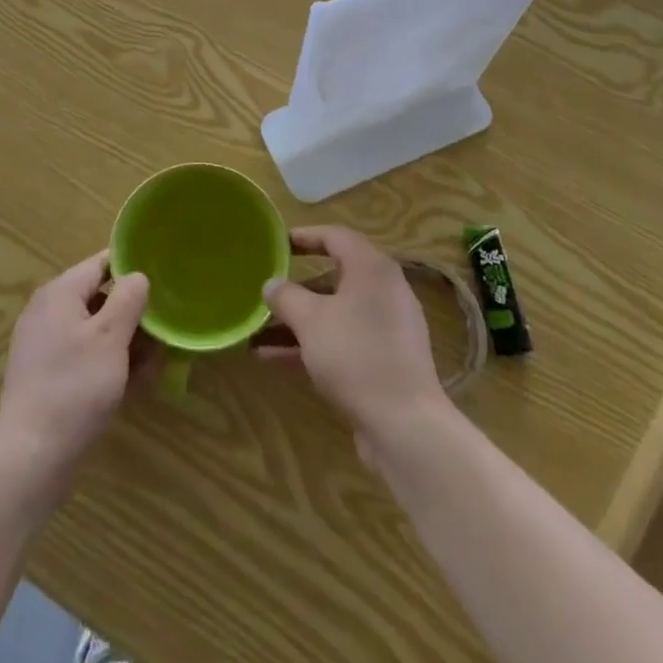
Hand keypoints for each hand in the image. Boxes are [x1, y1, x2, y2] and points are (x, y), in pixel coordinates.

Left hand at [0, 253, 149, 494]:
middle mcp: (47, 310)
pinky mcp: (45, 374)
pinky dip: (106, 363)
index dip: (133, 268)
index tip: (163, 281)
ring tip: (152, 366)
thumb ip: (128, 298)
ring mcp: (43, 344)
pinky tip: (130, 385)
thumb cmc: (75, 387)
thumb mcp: (111, 337)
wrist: (31, 455)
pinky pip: (82, 355)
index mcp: (60, 292)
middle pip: (99, 298)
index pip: (101, 263)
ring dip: (124, 343)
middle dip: (132, 315)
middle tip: (162, 334)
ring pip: (94, 330)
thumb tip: (137, 276)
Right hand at [259, 226, 449, 460]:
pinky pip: (341, 339)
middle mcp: (383, 291)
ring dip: (297, 320)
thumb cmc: (355, 355)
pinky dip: (312, 343)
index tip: (276, 243)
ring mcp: (386, 328)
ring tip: (257, 329)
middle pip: (334, 277)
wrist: (405, 425)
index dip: (304, 236)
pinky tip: (273, 357)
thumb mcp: (311, 320)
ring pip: (334, 313)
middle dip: (295, 286)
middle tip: (266, 287)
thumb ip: (286, 296)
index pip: (335, 236)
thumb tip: (271, 284)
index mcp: (372, 269)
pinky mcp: (383, 360)